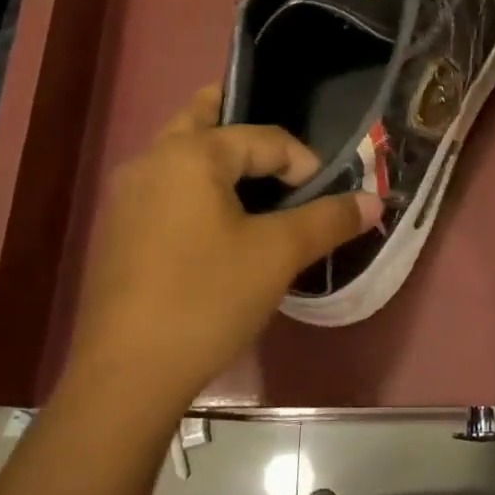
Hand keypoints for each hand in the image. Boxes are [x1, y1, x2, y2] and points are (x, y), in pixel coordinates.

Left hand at [68, 87, 380, 405]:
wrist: (127, 376)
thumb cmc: (207, 299)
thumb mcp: (278, 255)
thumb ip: (328, 220)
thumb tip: (374, 201)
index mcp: (189, 154)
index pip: (263, 138)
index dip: (303, 163)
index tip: (324, 200)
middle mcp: (152, 161)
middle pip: (203, 119)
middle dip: (245, 126)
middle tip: (282, 151)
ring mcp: (127, 196)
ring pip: (181, 155)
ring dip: (220, 158)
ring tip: (260, 188)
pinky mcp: (120, 231)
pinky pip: (167, 187)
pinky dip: (198, 188)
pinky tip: (221, 226)